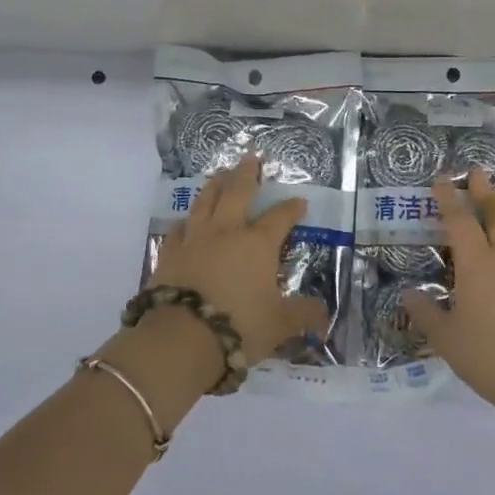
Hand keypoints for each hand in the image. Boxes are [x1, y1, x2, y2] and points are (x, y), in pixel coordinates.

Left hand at [150, 155, 330, 364]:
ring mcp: (195, 239)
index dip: (291, 208)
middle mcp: (227, 232)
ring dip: (214, 186)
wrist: (182, 336)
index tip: (299, 201)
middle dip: (246, 174)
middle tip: (250, 158)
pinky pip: (178, 229)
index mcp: (258, 244)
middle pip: (237, 193)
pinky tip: (185, 220)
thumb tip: (324, 315)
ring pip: (205, 202)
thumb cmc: (240, 325)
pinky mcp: (169, 253)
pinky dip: (185, 221)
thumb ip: (303, 315)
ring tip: (219, 175)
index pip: (279, 218)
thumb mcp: (280, 324)